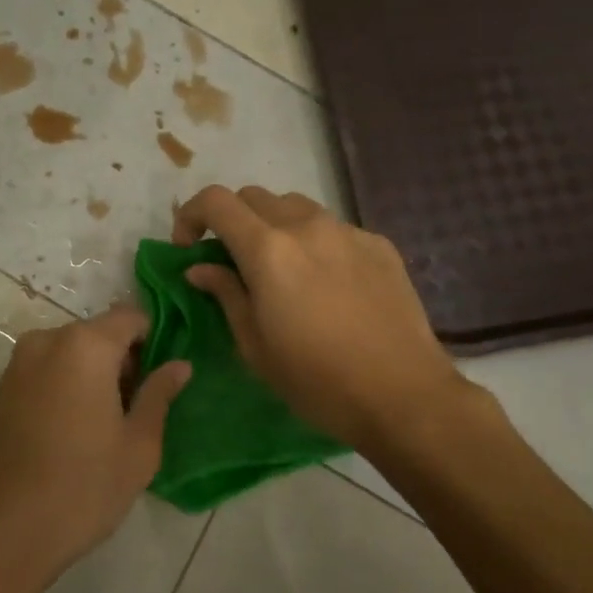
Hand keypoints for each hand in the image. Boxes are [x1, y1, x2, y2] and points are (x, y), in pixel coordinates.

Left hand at [0, 305, 190, 592]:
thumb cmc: (79, 488)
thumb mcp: (137, 447)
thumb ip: (159, 396)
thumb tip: (179, 365)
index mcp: (85, 345)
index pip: (132, 317)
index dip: (155, 341)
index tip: (163, 379)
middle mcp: (47, 341)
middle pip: (100, 334)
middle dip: (124, 362)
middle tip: (139, 412)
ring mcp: (17, 365)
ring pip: (72, 355)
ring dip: (95, 378)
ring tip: (106, 430)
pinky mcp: (0, 391)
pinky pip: (47, 373)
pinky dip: (67, 389)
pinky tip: (73, 436)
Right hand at [172, 185, 467, 449]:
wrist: (403, 395)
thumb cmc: (317, 381)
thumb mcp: (255, 346)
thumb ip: (225, 294)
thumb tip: (200, 268)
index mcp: (268, 250)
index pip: (216, 201)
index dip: (192, 216)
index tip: (189, 248)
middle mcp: (307, 226)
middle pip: (254, 197)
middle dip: (232, 221)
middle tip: (232, 261)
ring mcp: (347, 231)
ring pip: (296, 207)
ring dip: (274, 226)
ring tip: (281, 268)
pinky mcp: (379, 244)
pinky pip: (334, 228)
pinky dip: (314, 243)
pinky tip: (327, 284)